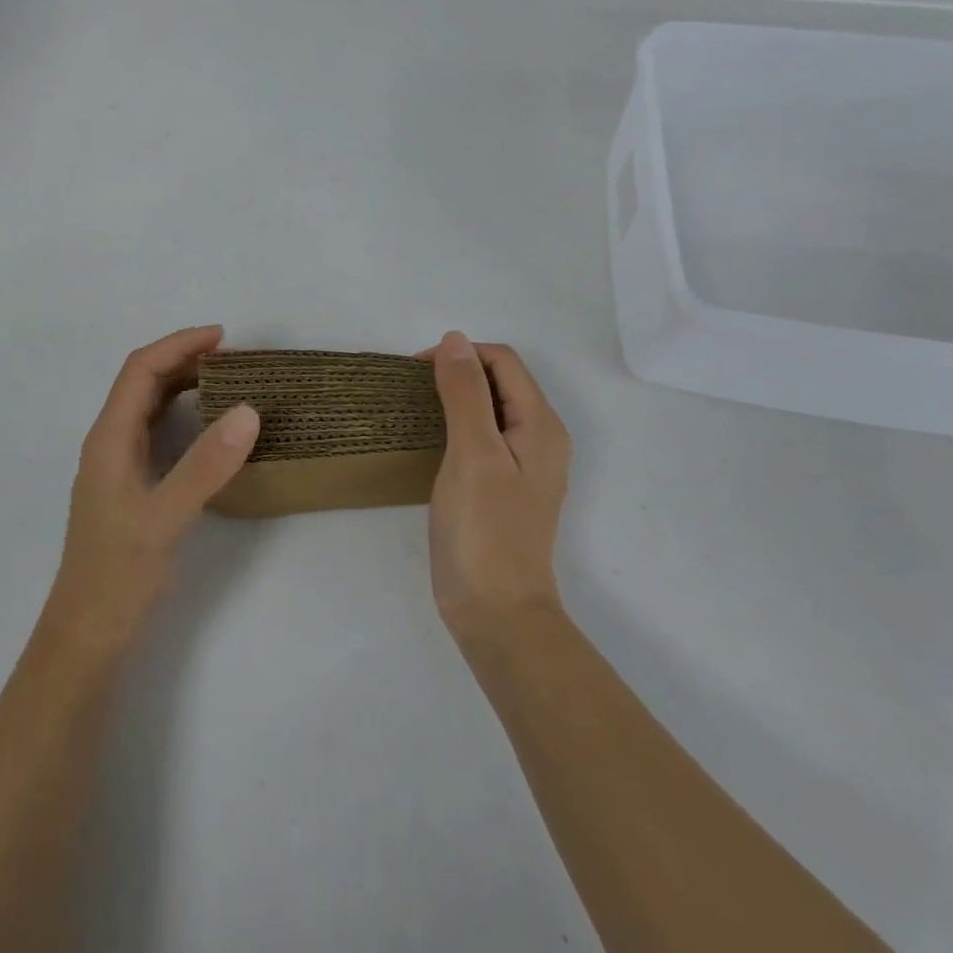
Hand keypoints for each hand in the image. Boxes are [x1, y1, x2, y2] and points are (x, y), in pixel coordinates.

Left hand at [44, 326, 260, 653]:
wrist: (87, 635)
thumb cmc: (119, 574)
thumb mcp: (165, 518)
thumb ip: (205, 465)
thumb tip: (248, 410)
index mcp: (109, 438)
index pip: (141, 370)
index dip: (179, 345)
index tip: (222, 337)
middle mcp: (109, 442)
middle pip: (143, 382)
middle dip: (184, 359)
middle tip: (234, 357)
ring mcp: (118, 464)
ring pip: (149, 406)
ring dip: (183, 384)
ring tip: (227, 379)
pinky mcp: (130, 485)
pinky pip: (157, 431)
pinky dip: (183, 414)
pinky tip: (209, 426)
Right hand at [423, 333, 572, 639]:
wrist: (496, 613)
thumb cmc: (484, 530)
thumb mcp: (473, 453)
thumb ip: (465, 393)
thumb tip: (454, 339)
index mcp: (540, 425)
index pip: (502, 361)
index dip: (461, 354)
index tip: (416, 371)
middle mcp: (539, 438)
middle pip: (499, 381)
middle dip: (457, 372)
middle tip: (412, 390)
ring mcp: (524, 465)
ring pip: (490, 408)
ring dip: (455, 397)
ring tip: (416, 409)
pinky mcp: (505, 487)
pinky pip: (484, 436)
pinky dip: (457, 425)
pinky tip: (431, 441)